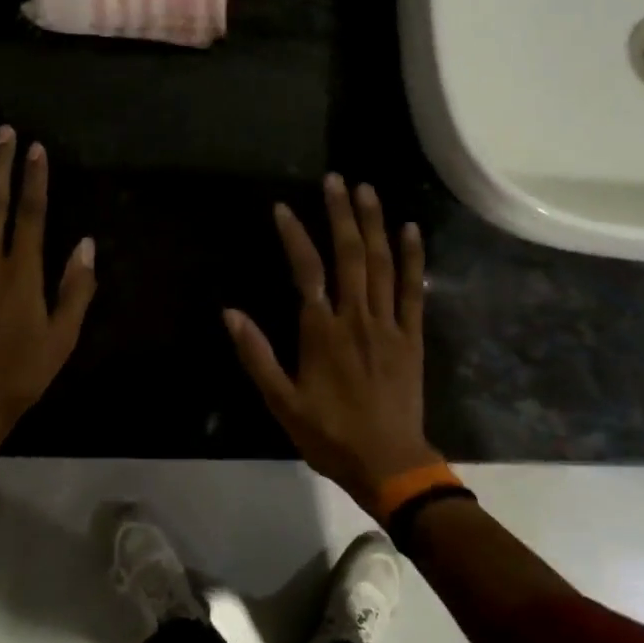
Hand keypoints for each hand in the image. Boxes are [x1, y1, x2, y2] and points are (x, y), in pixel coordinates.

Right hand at [223, 173, 433, 511]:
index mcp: (321, 331)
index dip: (294, 236)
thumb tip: (230, 313)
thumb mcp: (282, 403)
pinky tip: (410, 229)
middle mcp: (356, 317)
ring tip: (367, 190)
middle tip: (336, 179)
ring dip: (374, 223)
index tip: (283, 208)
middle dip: (341, 213)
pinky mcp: (411, 335)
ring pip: (382, 263)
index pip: (306, 270)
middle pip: (350, 254)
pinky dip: (412, 257)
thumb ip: (256, 355)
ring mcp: (388, 323)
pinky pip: (413, 288)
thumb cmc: (329, 434)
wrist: (389, 463)